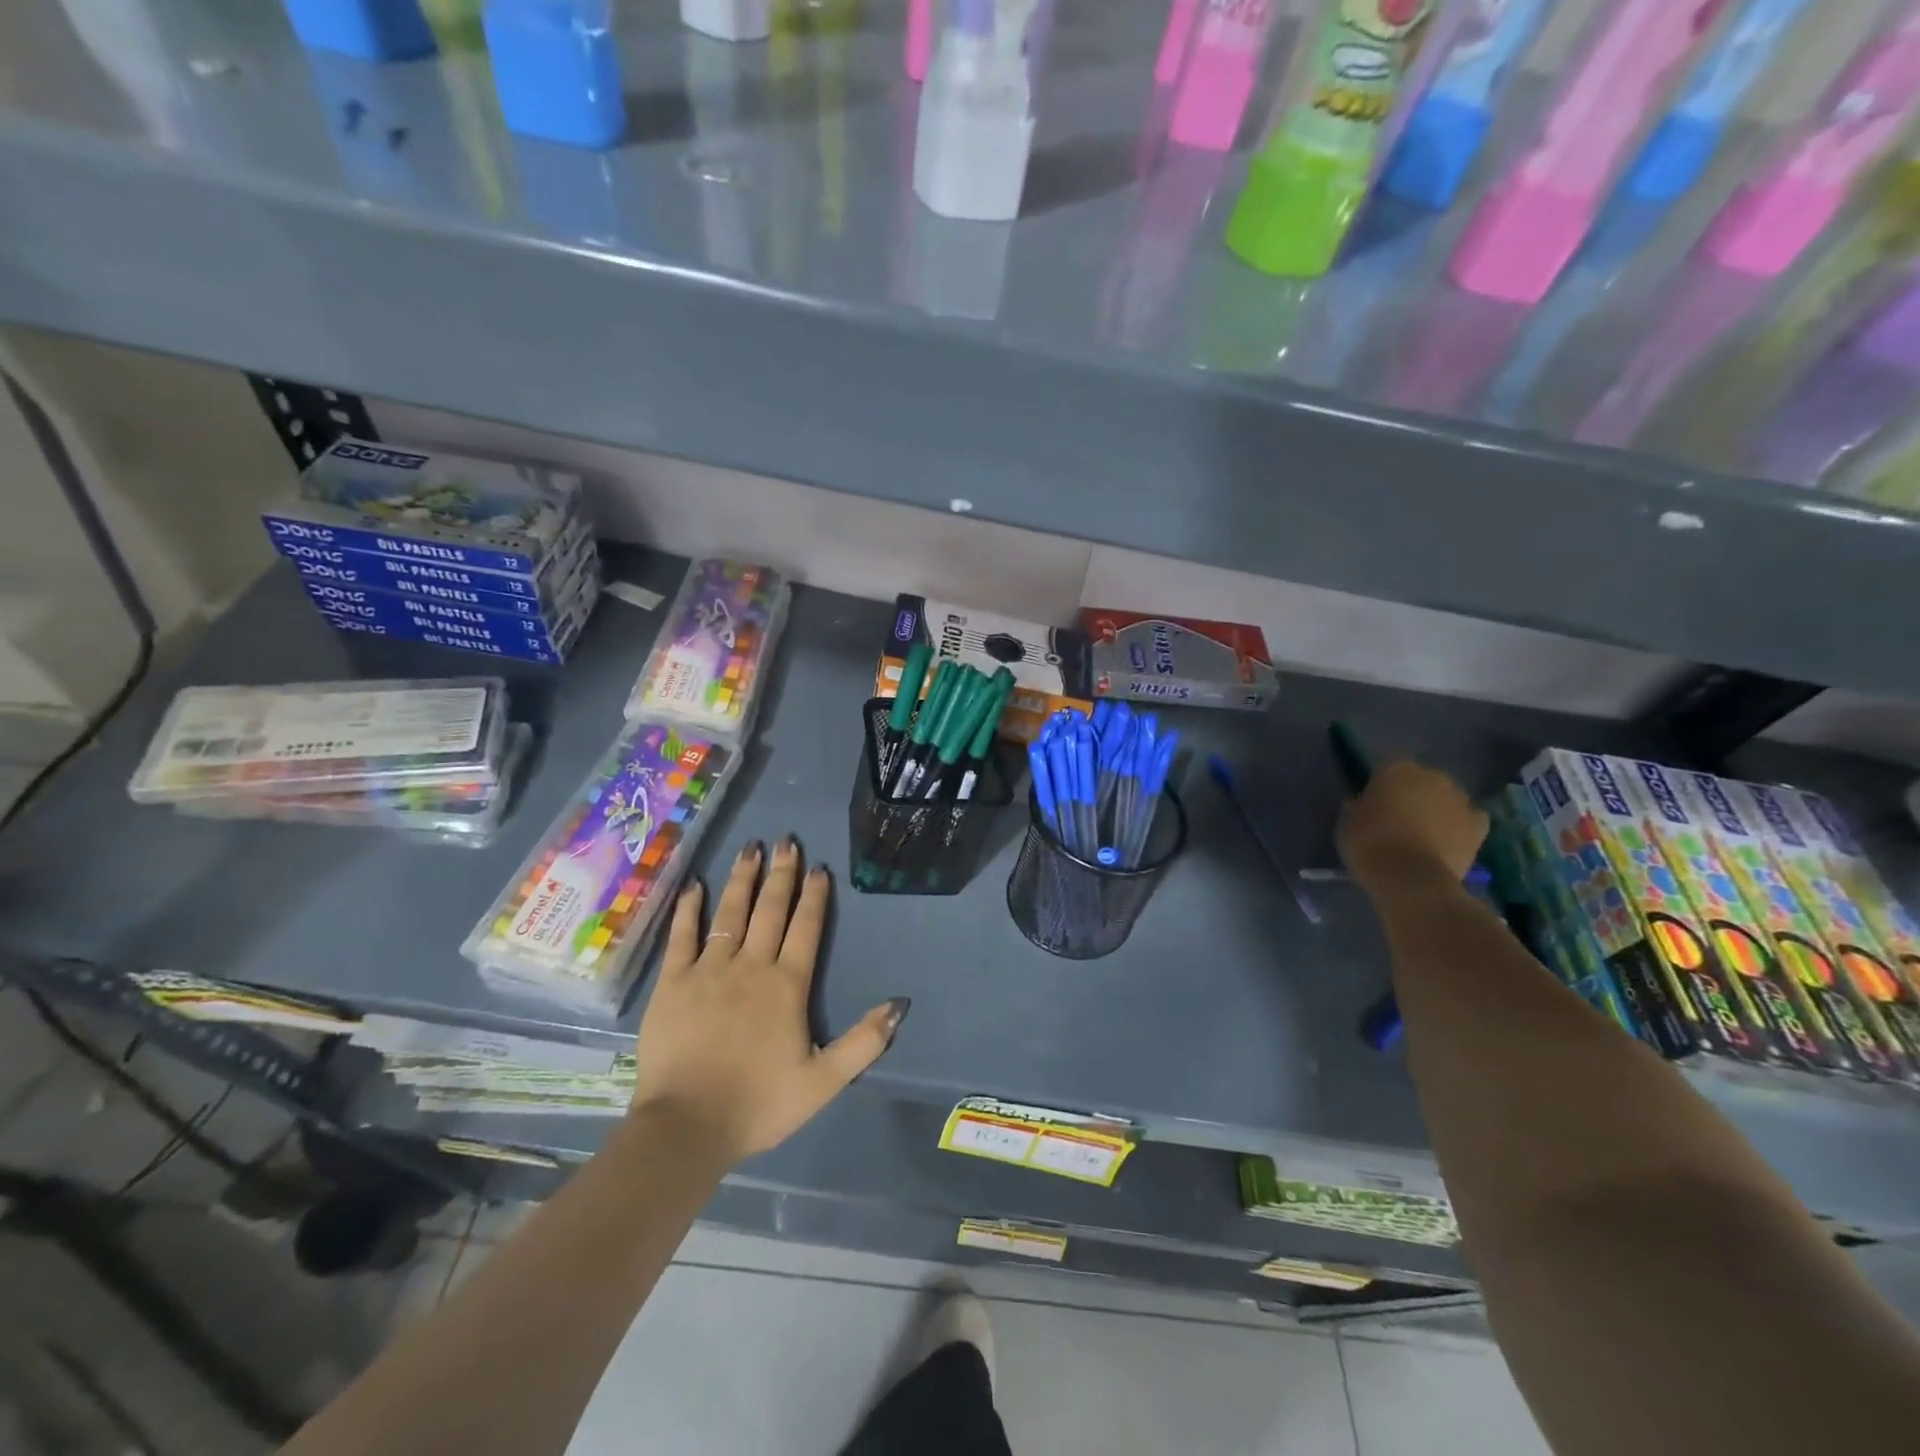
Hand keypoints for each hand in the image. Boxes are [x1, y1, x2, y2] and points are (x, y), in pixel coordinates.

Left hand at [631, 838, 908, 1164]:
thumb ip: (864, 1042)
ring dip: (742, 879)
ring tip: (750, 848)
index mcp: (787, 986)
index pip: (805, 928)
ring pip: (730, 913)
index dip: (814, 896)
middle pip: (770, 910)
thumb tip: (899, 1003)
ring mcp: (708, 970)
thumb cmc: (759, 1104)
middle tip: (786, 842)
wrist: (687, 1127)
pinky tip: (696, 885)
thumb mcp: (824, 1081)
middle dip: (781, 874)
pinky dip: (690, 908)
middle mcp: (751, 966)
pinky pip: (683, 936)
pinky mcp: (673, 982)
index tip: (817, 868)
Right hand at [1337, 759, 1487, 896]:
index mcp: (1396, 769)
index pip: (1386, 769)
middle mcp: (1432, 776)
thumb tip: (1362, 803)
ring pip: (1447, 798)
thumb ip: (1359, 806)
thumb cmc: (1370, 844)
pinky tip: (1450, 840)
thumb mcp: (1348, 821)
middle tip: (1398, 819)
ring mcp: (1460, 799)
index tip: (1372, 805)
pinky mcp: (1479, 825)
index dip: (1379, 787)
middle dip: (1412, 795)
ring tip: (1424, 834)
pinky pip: (1470, 819)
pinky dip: (1461, 826)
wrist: (1411, 877)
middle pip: (1421, 781)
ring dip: (1438, 809)